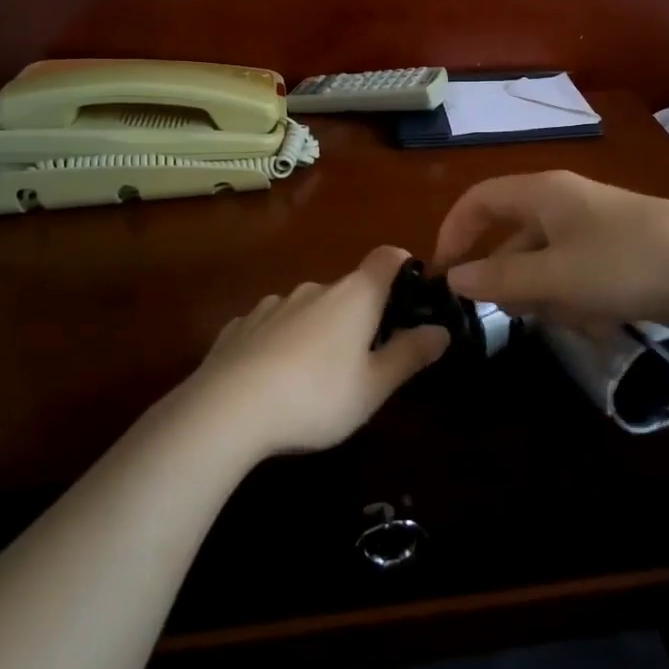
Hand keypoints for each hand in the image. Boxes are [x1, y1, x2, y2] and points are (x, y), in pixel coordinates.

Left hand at [188, 246, 449, 456]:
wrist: (227, 410)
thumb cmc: (316, 396)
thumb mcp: (374, 386)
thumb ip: (410, 354)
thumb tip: (441, 330)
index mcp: (354, 296)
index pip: (387, 258)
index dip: (403, 266)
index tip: (411, 291)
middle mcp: (315, 288)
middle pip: (348, 289)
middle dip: (361, 314)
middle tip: (365, 358)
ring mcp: (273, 304)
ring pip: (308, 308)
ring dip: (319, 329)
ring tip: (315, 374)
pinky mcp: (240, 326)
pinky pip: (272, 326)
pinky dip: (281, 342)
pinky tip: (273, 377)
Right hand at [434, 170, 668, 334]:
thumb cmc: (624, 264)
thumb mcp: (554, 276)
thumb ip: (498, 278)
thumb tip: (453, 279)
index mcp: (543, 192)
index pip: (478, 200)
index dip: (454, 233)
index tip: (444, 278)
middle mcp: (564, 202)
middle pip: (513, 238)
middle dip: (512, 280)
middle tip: (521, 313)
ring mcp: (594, 228)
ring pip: (545, 265)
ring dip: (549, 296)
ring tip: (576, 316)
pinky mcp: (619, 254)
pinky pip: (577, 277)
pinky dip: (579, 301)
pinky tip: (601, 319)